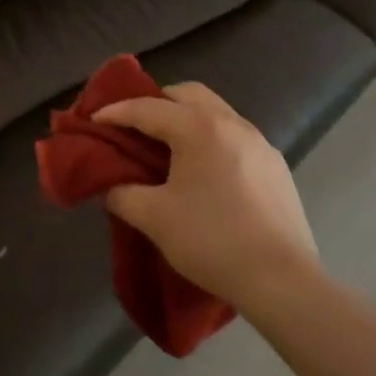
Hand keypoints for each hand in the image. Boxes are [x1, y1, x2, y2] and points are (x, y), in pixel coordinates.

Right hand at [94, 82, 318, 313]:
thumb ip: (122, 194)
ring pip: (215, 111)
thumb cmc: (211, 241)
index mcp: (199, 128)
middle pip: (187, 94)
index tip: (93, 121)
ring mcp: (260, 143)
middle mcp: (232, 123)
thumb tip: (110, 185)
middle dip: (156, 103)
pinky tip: (204, 171)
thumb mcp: (153, 218)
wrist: (282, 281)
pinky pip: (235, 135)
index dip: (115, 113)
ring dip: (187, 118)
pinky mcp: (276, 166)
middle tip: (134, 126)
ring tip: (168, 147)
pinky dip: (211, 138)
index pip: (147, 108)